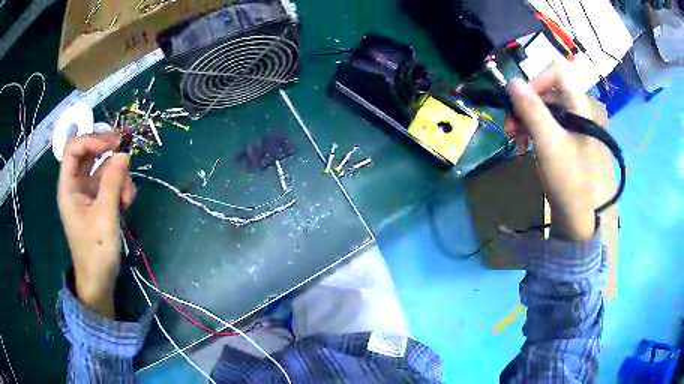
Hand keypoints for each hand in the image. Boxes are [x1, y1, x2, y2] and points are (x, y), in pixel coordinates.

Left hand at [57, 133, 134, 317]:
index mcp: (68, 187)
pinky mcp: (98, 202)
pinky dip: (120, 188)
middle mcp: (76, 186)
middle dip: (106, 151)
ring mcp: (88, 194)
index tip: (111, 144)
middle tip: (123, 149)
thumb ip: (112, 183)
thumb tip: (123, 154)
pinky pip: (110, 184)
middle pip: (88, 154)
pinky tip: (127, 203)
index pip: (73, 150)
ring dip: (118, 176)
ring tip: (127, 198)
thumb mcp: (105, 217)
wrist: (100, 281)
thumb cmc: (96, 251)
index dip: (90, 140)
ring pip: (103, 169)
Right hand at [505, 63, 596, 240]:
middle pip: (547, 90)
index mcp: (579, 107)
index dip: (537, 79)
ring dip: (524, 118)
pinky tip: (522, 144)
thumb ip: (532, 110)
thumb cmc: (568, 180)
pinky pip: (544, 122)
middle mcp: (575, 110)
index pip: (558, 73)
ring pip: (542, 107)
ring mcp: (570, 125)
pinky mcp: (563, 138)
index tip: (520, 100)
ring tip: (514, 138)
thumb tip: (511, 81)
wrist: (576, 216)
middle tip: (510, 125)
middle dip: (525, 104)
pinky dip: (530, 129)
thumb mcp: (548, 143)